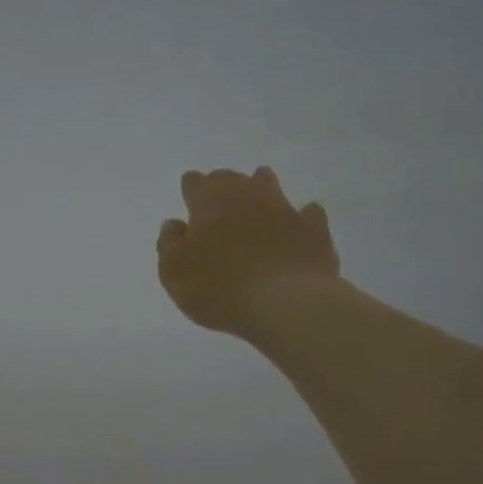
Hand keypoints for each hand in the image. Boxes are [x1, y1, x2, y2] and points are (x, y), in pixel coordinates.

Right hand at [157, 167, 338, 336]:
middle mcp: (248, 194)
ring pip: (268, 187)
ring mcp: (284, 208)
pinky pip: (307, 213)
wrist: (285, 303)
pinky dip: (300, 217)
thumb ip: (168, 245)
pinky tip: (298, 225)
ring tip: (256, 204)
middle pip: (231, 180)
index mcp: (210, 201)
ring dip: (260, 191)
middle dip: (223, 189)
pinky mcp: (313, 228)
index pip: (195, 183)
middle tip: (218, 208)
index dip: (191, 191)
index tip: (190, 202)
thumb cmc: (219, 289)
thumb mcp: (174, 274)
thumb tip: (175, 224)